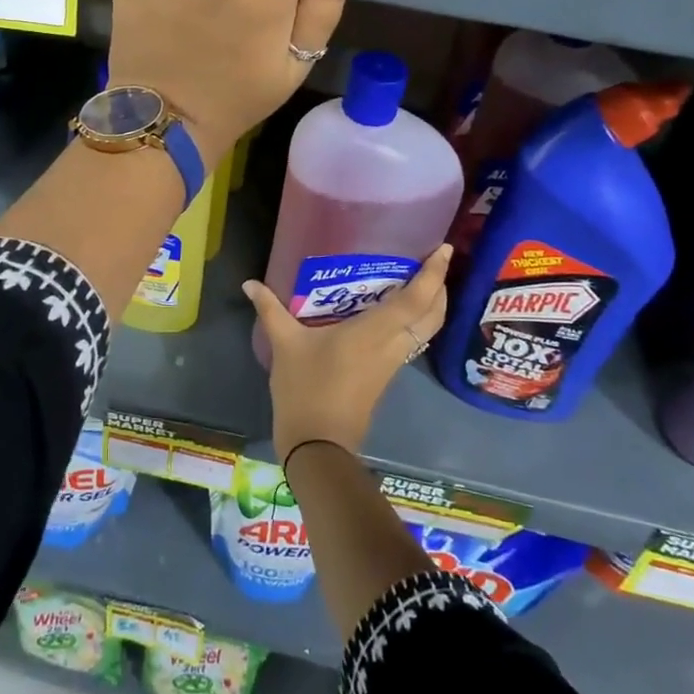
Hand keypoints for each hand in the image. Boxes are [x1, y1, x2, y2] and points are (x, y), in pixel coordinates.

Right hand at [243, 245, 450, 460]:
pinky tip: (394, 313)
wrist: (318, 445)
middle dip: (440, 287)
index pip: (416, 299)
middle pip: (432, 315)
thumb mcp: (284, 344)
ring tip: (418, 281)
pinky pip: (412, 341)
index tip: (443, 249)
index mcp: (374, 332)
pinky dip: (415, 322)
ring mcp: (392, 363)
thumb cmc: (305, 388)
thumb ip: (270, 309)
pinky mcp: (386, 375)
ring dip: (431, 306)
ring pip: (426, 330)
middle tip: (433, 261)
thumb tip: (250, 283)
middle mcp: (392, 345)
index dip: (433, 274)